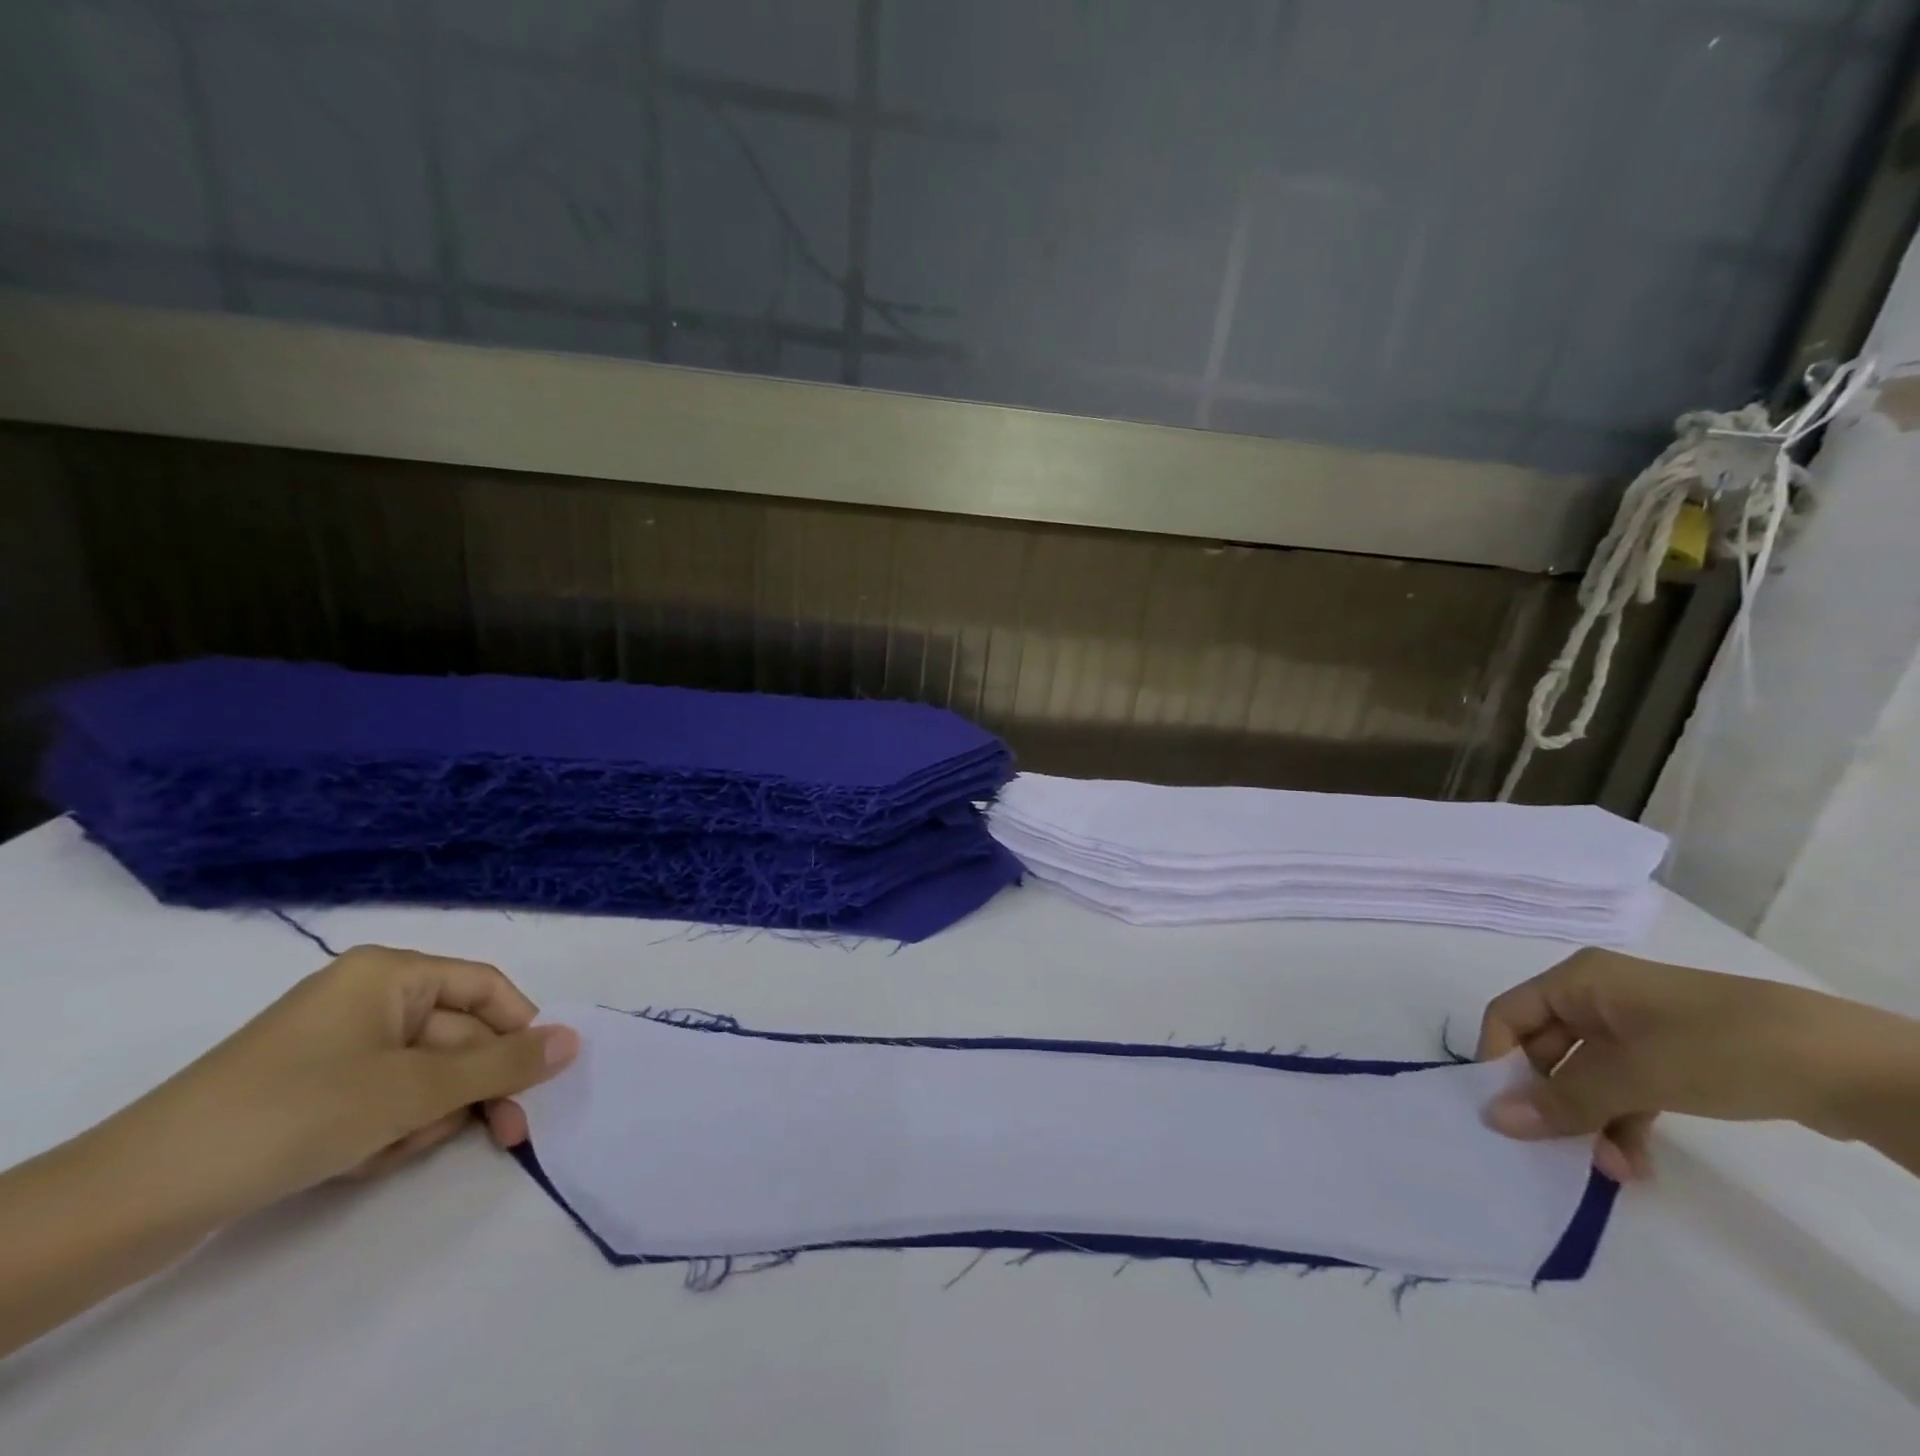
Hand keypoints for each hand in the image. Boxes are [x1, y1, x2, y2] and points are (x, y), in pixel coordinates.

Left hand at [0, 947, 578, 1359]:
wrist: (138, 1195)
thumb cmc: (299, 1112)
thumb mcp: (416, 1088)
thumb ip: (503, 1063)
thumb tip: (575, 1040)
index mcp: (392, 973)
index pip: (487, 988)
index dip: (520, 1031)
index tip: (539, 1082)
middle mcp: (369, 996)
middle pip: (457, 1036)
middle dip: (469, 1091)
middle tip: (503, 1138)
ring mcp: (337, 1044)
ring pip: (423, 1075)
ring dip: (423, 1117)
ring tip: (386, 1153)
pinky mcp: (311, 1088)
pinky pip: (382, 1098)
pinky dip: (385, 1130)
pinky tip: (357, 1161)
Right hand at [1475, 948, 1919, 1181]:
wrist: (1854, 1066)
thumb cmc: (1719, 1048)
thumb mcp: (1635, 1075)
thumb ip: (1562, 1100)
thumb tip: (1493, 1119)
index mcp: (1577, 981)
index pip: (1508, 1016)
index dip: (1499, 1062)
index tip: (1506, 1114)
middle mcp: (1598, 997)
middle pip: (1547, 1049)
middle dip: (1554, 1103)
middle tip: (1560, 1152)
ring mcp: (1638, 1027)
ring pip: (1588, 1075)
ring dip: (1591, 1121)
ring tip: (1614, 1171)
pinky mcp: (1674, 1058)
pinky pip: (1626, 1088)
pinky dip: (1624, 1122)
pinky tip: (1637, 1163)